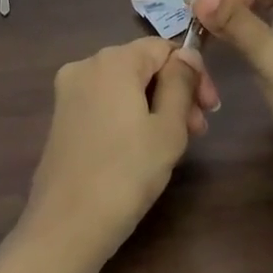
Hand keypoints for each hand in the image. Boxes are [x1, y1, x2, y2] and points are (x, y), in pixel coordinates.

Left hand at [21, 38, 215, 260]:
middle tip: (198, 131)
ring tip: (175, 143)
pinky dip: (129, 115)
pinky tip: (142, 147)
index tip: (210, 109)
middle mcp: (85, 65)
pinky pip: (105, 102)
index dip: (194, 72)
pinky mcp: (61, 117)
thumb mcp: (168, 128)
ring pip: (124, 85)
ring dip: (155, 105)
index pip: (164, 48)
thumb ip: (181, 83)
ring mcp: (69, 91)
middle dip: (175, 91)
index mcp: (113, 60)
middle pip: (142, 65)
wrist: (67, 224)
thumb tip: (187, 55)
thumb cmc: (127, 173)